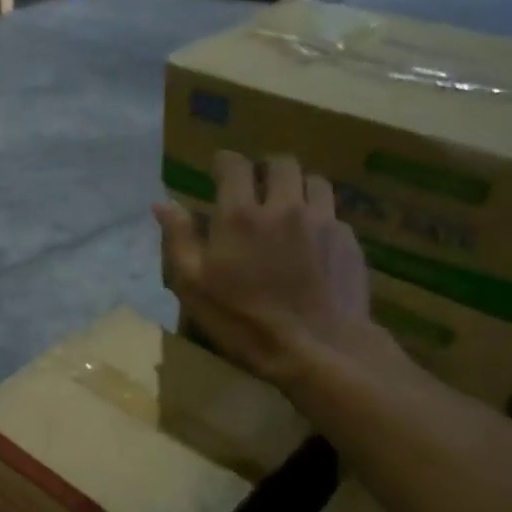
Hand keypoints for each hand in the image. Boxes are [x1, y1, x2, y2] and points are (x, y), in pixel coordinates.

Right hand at [154, 151, 387, 389]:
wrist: (317, 350)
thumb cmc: (243, 320)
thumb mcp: (194, 285)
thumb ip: (179, 239)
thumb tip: (162, 204)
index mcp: (239, 214)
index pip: (234, 165)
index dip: (225, 162)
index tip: (219, 169)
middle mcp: (284, 206)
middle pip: (281, 163)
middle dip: (265, 168)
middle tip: (256, 187)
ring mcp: (322, 221)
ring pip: (314, 181)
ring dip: (298, 187)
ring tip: (289, 207)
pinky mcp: (348, 241)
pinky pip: (333, 214)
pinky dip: (320, 218)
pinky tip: (313, 242)